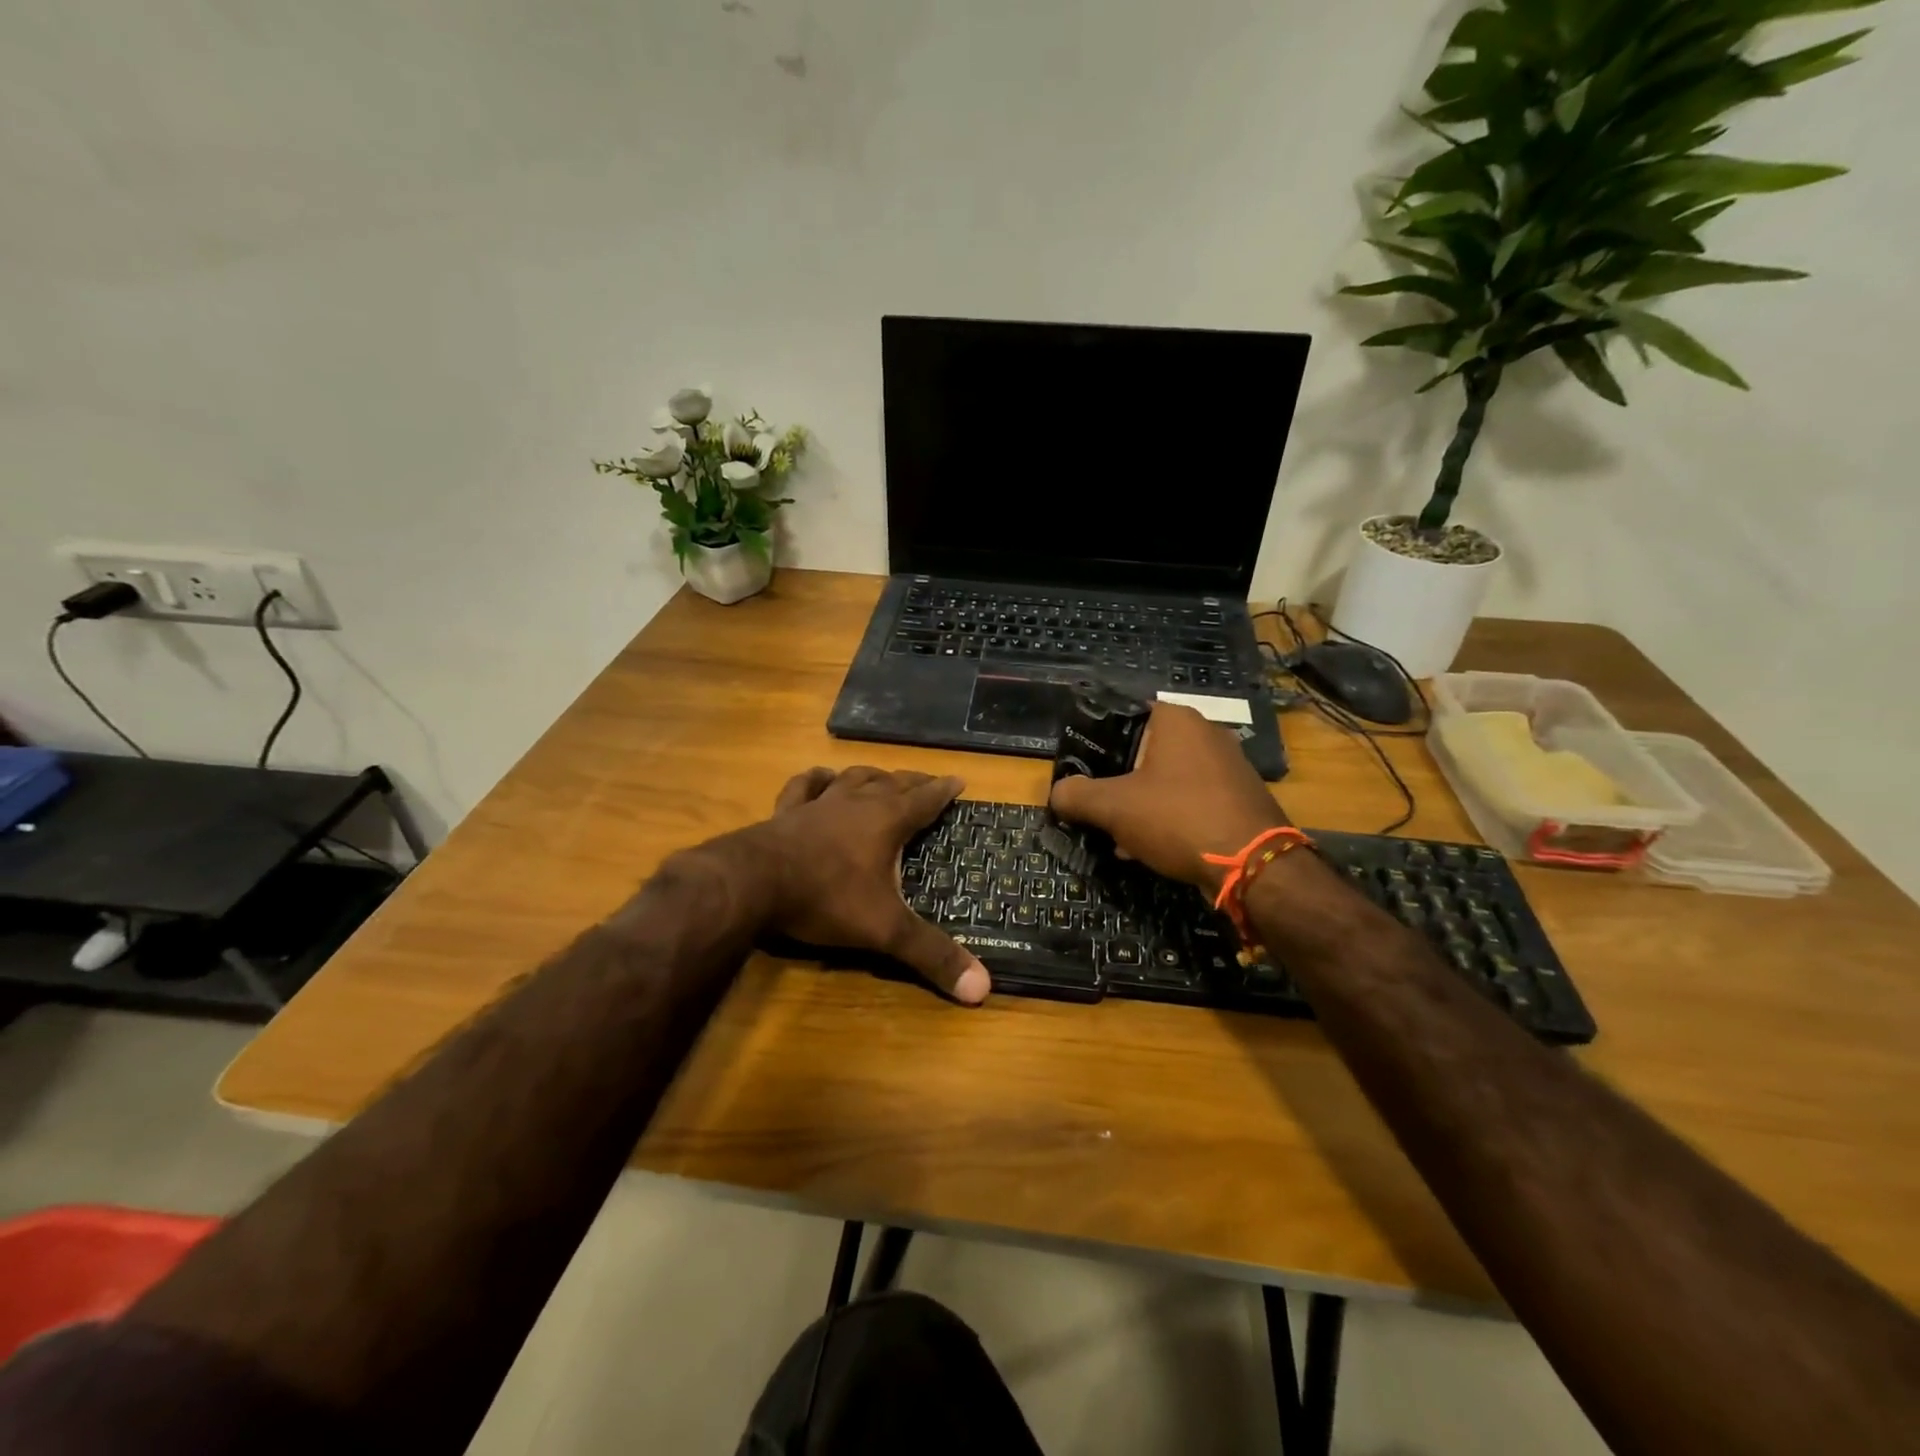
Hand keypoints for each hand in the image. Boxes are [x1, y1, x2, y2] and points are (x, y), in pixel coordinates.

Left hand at [753, 766, 991, 1004]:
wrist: (753, 883)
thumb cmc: (826, 898)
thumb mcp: (885, 930)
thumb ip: (931, 955)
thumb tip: (983, 988)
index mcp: (886, 821)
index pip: (924, 799)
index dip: (944, 791)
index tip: (960, 780)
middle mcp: (856, 803)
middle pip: (892, 783)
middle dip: (913, 782)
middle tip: (927, 781)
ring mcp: (818, 804)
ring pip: (852, 778)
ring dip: (871, 775)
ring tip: (881, 776)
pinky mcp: (785, 812)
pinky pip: (804, 786)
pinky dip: (816, 779)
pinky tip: (821, 777)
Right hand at [1049, 703, 1287, 891]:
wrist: (1254, 865)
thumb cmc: (1178, 818)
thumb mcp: (1113, 807)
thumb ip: (1076, 795)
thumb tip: (1057, 793)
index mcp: (1175, 720)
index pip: (1122, 716)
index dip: (1095, 743)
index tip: (1079, 772)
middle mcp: (1205, 732)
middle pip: (1142, 752)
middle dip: (1116, 782)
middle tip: (1096, 808)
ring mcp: (1227, 765)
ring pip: (1165, 780)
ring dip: (1139, 805)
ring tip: (1118, 837)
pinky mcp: (1238, 797)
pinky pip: (1189, 800)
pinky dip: (1167, 817)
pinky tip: (1150, 848)